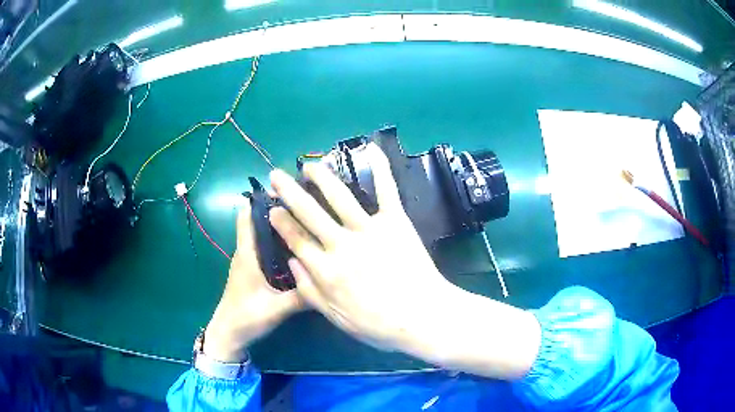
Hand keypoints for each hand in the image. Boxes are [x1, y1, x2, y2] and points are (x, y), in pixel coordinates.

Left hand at [204, 203, 301, 362]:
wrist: (229, 335)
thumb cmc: (247, 317)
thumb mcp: (276, 308)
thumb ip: (301, 297)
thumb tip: (330, 282)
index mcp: (247, 255)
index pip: (248, 217)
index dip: (262, 200)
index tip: (286, 189)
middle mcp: (246, 253)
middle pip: (258, 222)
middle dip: (277, 210)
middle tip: (305, 204)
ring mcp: (248, 263)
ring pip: (262, 236)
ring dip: (278, 227)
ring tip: (305, 221)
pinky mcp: (252, 273)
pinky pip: (265, 250)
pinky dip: (277, 243)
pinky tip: (296, 248)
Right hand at [269, 143, 451, 352]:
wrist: (424, 317)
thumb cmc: (379, 325)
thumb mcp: (337, 318)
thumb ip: (310, 290)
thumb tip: (292, 263)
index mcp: (326, 271)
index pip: (296, 240)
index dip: (281, 223)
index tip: (272, 208)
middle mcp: (342, 245)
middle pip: (310, 212)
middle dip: (290, 192)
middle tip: (277, 175)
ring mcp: (370, 230)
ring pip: (340, 197)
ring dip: (322, 177)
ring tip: (309, 165)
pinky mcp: (396, 222)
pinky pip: (386, 191)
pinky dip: (380, 168)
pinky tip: (371, 148)